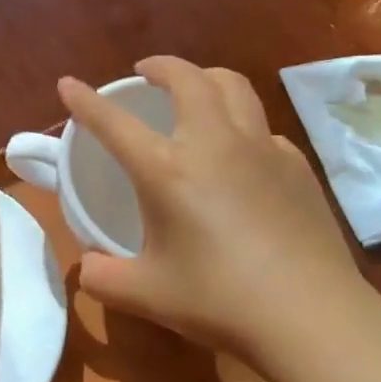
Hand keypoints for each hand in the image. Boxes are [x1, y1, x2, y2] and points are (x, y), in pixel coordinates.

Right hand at [61, 56, 378, 361]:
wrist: (313, 316)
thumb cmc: (221, 301)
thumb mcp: (148, 295)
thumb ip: (104, 278)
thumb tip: (87, 268)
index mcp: (167, 169)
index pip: (113, 123)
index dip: (85, 100)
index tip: (68, 83)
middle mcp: (212, 142)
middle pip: (186, 78)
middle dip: (161, 65)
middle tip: (146, 72)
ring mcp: (259, 147)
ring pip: (232, 85)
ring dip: (205, 77)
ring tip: (195, 89)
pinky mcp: (295, 164)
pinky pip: (261, 126)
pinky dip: (242, 122)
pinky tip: (241, 151)